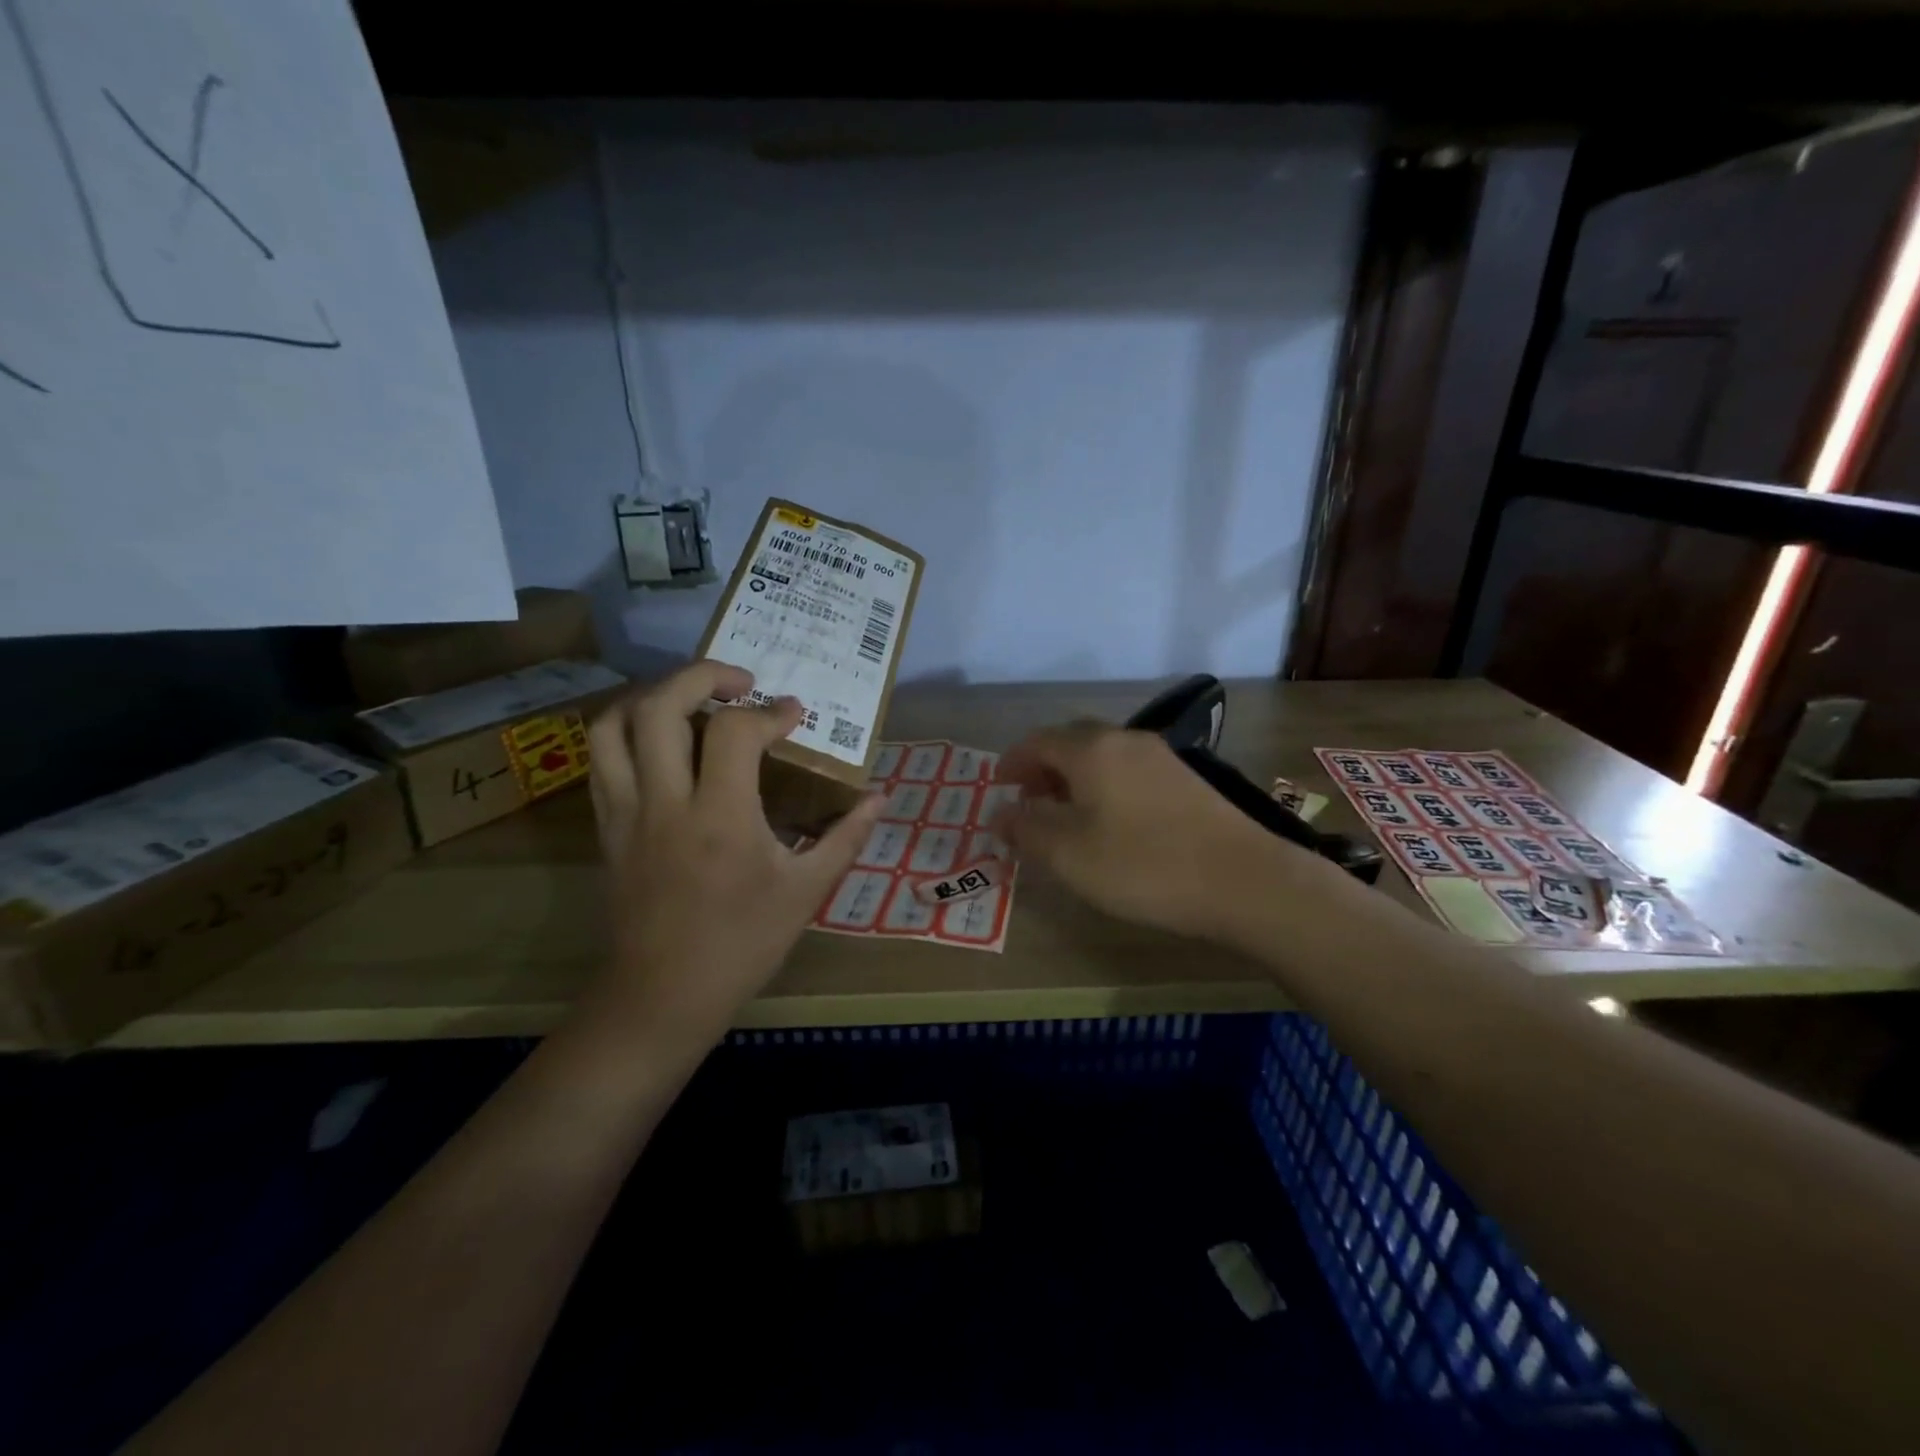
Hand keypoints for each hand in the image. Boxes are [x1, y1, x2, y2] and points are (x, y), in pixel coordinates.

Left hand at [585, 660, 881, 1046]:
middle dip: (700, 675)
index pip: (734, 731)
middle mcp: (665, 802)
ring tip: (690, 701)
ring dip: (653, 696)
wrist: (663, 995)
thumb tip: (879, 797)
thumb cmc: (742, 945)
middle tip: (738, 682)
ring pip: (614, 725)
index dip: (769, 712)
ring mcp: (626, 812)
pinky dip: (628, 732)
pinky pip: (601, 759)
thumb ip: (846, 837)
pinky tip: (661, 743)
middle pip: (659, 706)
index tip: (793, 716)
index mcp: (721, 817)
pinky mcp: (606, 827)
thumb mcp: (806, 892)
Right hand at [990, 722, 1307, 939]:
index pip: (1038, 741)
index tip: (998, 786)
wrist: (1244, 880)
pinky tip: (1110, 821)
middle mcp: (1125, 740)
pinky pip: (1129, 770)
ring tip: (1065, 814)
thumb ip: (1027, 831)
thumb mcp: (1070, 856)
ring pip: (1103, 756)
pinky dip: (1105, 785)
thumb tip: (1000, 815)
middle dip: (1043, 767)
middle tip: (1029, 800)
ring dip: (1075, 777)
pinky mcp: (1186, 779)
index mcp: (1091, 750)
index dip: (1013, 761)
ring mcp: (1161, 757)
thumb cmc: (1143, 866)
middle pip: (1072, 742)